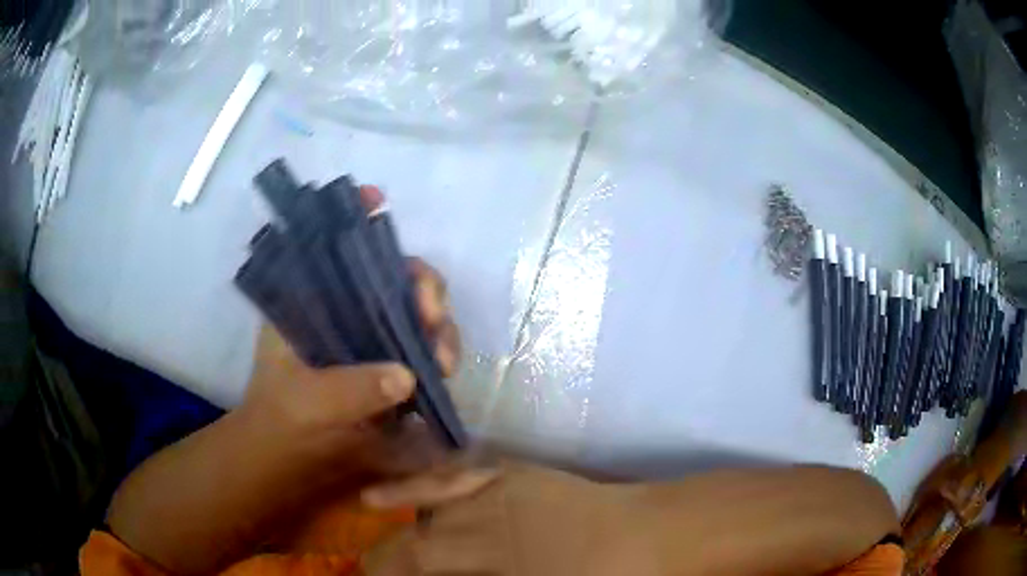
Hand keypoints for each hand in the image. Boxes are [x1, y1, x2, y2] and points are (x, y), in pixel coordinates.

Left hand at [106, 188, 492, 575]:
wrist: (292, 459)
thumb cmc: (283, 420)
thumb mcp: (306, 403)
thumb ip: (349, 390)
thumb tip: (407, 376)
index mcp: (311, 302)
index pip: (333, 247)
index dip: (354, 218)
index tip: (376, 201)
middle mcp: (345, 309)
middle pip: (391, 274)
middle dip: (421, 284)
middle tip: (431, 313)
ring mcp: (372, 338)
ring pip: (416, 310)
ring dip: (439, 324)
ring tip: (445, 359)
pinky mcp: (393, 365)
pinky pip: (426, 346)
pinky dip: (441, 350)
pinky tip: (446, 367)